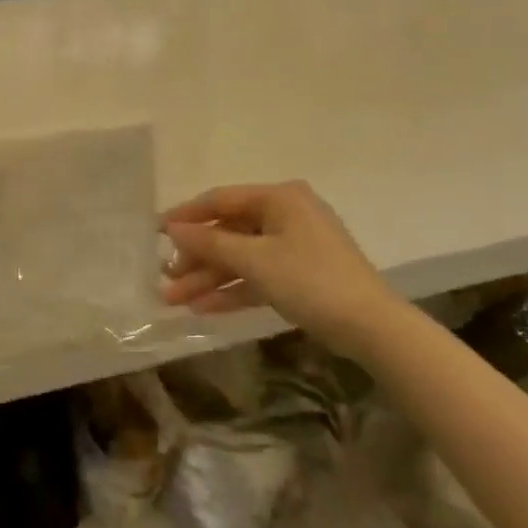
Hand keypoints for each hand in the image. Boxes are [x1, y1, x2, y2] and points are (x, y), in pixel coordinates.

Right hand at [160, 182, 399, 356]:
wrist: (372, 328)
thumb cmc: (310, 280)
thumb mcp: (254, 259)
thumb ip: (209, 242)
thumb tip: (172, 228)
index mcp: (279, 198)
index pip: (220, 200)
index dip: (186, 216)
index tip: (156, 232)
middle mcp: (285, 215)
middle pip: (228, 232)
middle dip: (195, 258)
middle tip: (165, 277)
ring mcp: (294, 246)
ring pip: (240, 258)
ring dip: (208, 279)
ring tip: (173, 299)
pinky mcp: (299, 276)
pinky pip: (256, 276)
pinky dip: (232, 290)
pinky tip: (202, 308)